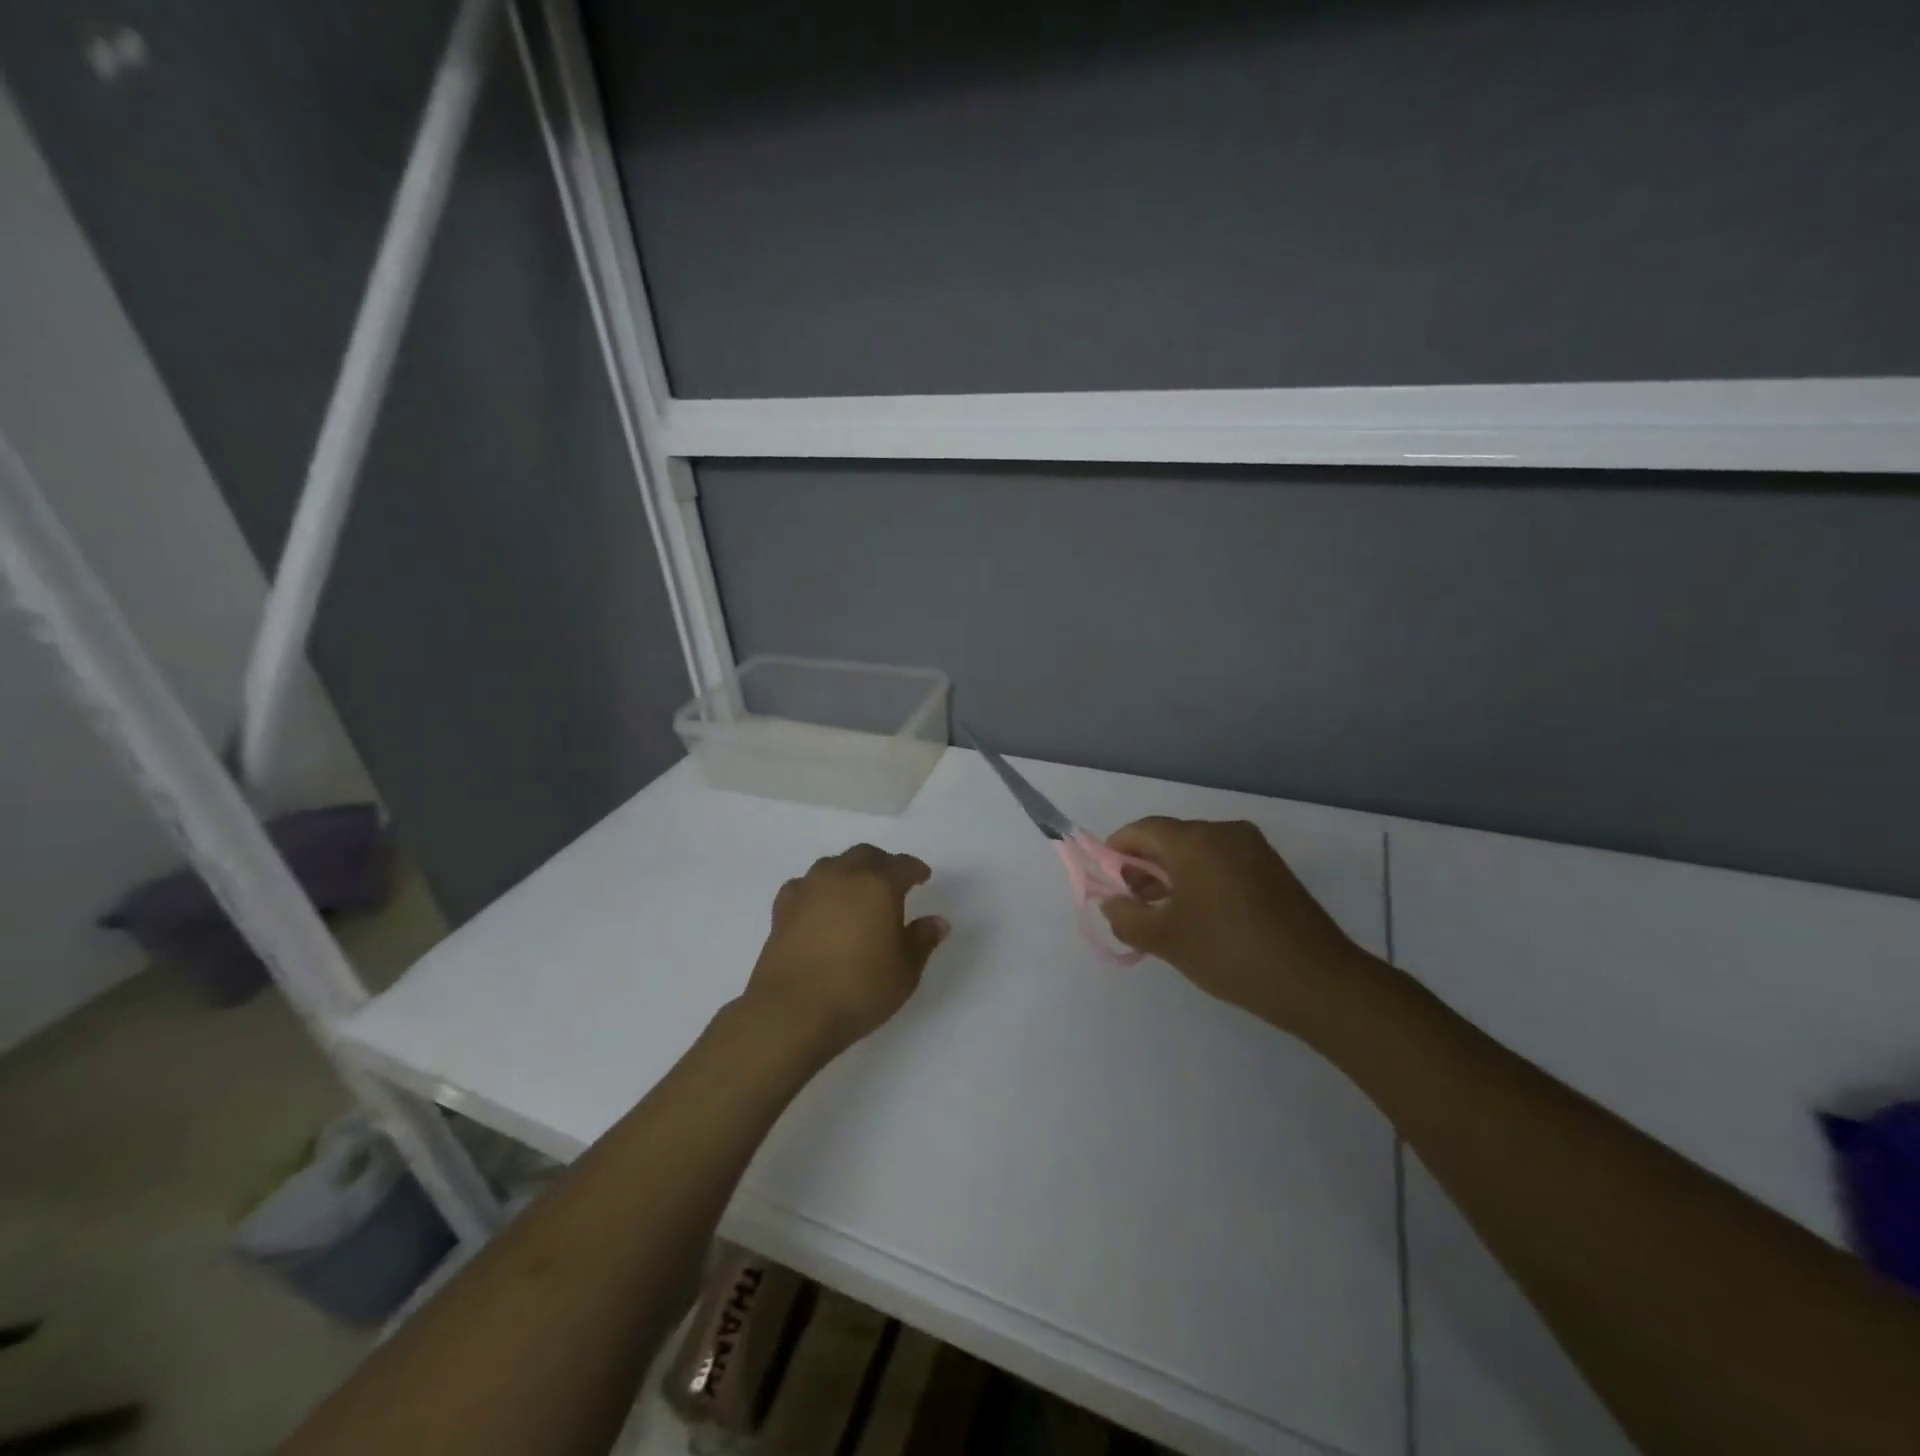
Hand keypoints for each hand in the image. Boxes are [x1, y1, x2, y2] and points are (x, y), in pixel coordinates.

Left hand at [743, 844, 949, 1057]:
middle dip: (882, 864)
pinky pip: (805, 885)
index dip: (915, 869)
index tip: (922, 877)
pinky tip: (820, 907)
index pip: (902, 865)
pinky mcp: (782, 908)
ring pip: (833, 865)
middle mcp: (843, 876)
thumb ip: (922, 940)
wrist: (792, 1011)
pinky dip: (818, 890)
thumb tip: (937, 922)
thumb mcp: (905, 971)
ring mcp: (809, 888)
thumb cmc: (859, 989)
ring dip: (849, 872)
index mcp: (879, 885)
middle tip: (892, 882)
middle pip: (865, 855)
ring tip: (856, 893)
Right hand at [1099, 817, 1372, 1036]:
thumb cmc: (1230, 953)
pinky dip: (1201, 879)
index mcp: (1195, 841)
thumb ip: (1126, 917)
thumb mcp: (1166, 940)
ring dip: (1172, 874)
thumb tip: (1112, 902)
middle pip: (1169, 838)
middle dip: (1143, 866)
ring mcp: (1253, 848)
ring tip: (1162, 914)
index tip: (1105, 882)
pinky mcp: (1272, 868)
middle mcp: (1224, 832)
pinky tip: (1199, 915)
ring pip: (1197, 851)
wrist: (1317, 981)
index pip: (1141, 830)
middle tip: (1132, 904)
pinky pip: (1222, 862)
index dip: (1115, 851)